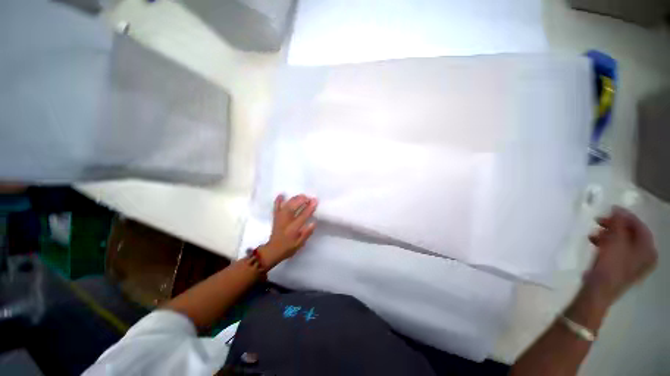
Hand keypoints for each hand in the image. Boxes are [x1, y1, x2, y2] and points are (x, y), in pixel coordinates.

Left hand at [258, 194, 317, 267]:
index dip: (309, 208)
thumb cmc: (288, 247)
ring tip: (302, 196)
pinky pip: (276, 207)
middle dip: (302, 200)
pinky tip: (281, 194)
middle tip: (309, 197)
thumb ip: (307, 233)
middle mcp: (285, 221)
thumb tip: (314, 223)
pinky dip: (278, 200)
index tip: (315, 201)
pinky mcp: (275, 217)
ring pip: (286, 205)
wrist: (273, 250)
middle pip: (293, 207)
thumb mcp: (300, 244)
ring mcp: (279, 218)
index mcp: (293, 229)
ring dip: (294, 199)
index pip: (303, 216)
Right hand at [585, 207, 657, 304]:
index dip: (626, 216)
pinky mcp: (623, 268)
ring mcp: (635, 264)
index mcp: (648, 249)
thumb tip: (617, 210)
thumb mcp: (615, 241)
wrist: (599, 289)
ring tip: (593, 234)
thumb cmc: (611, 264)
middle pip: (632, 234)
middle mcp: (646, 256)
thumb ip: (618, 223)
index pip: (640, 226)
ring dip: (609, 235)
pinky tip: (596, 243)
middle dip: (615, 226)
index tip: (610, 209)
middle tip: (599, 221)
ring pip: (623, 243)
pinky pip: (618, 251)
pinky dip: (608, 244)